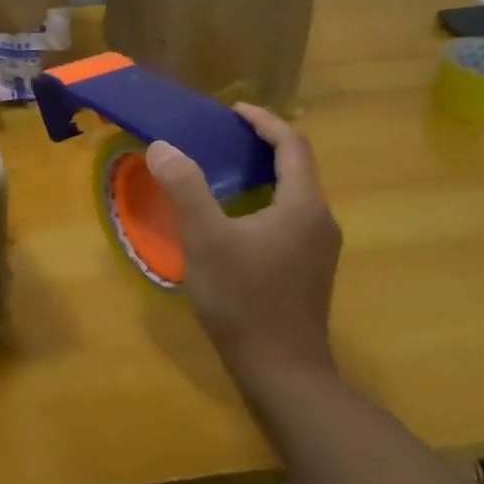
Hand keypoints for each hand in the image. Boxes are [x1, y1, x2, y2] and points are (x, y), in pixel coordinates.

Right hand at [143, 104, 340, 381]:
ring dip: (263, 173)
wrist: (283, 373)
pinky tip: (236, 217)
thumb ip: (185, 187)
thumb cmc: (244, 300)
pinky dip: (265, 199)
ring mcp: (318, 248)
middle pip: (297, 166)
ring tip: (224, 169)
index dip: (263, 120)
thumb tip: (163, 146)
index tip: (232, 110)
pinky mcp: (308, 269)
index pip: (292, 144)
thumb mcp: (206, 239)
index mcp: (303, 205)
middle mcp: (319, 221)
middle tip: (222, 136)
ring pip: (294, 193)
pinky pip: (290, 217)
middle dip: (262, 144)